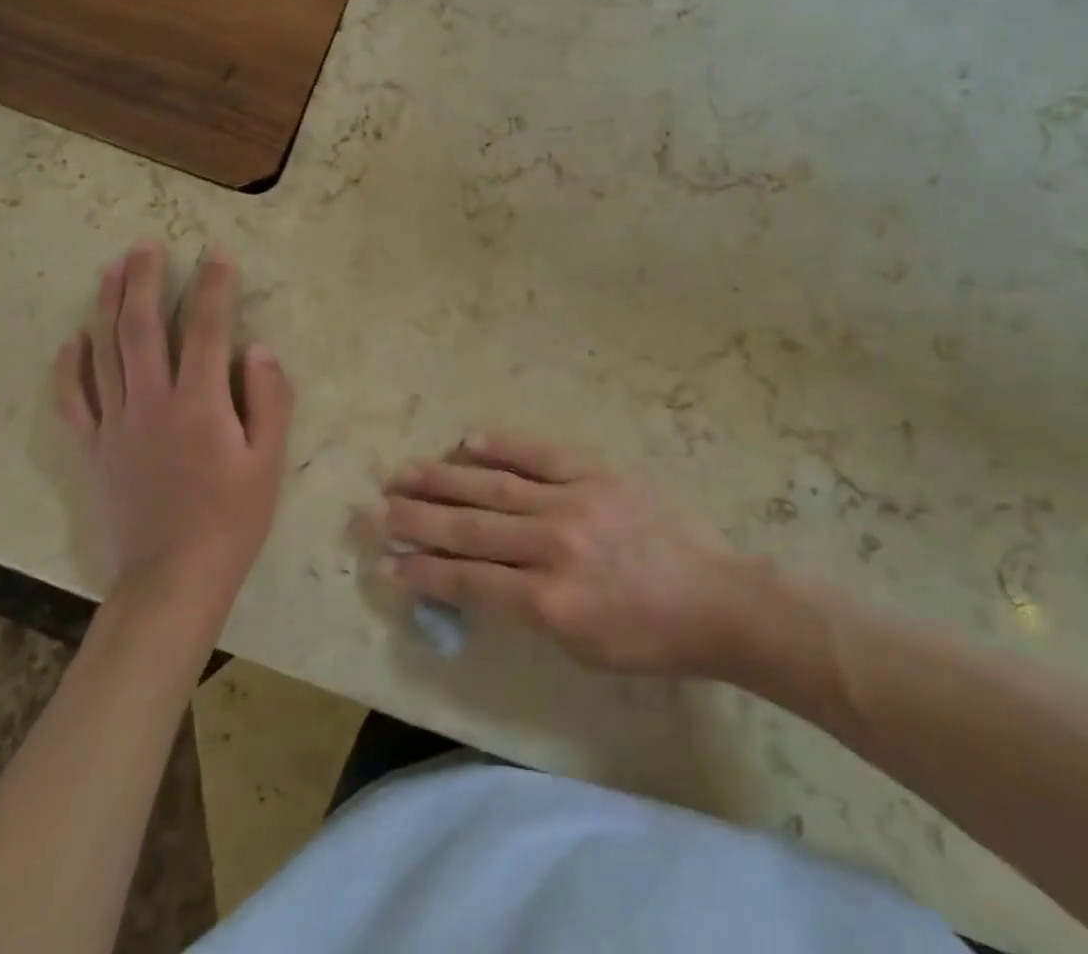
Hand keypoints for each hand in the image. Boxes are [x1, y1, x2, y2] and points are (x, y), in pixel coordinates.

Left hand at [55, 242, 294, 623]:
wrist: (171, 580)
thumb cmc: (232, 520)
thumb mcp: (270, 461)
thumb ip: (269, 399)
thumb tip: (257, 347)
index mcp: (200, 405)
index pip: (208, 328)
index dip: (214, 286)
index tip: (217, 252)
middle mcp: (151, 403)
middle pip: (142, 327)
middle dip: (145, 279)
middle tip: (146, 243)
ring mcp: (115, 425)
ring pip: (104, 351)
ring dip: (108, 304)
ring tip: (113, 267)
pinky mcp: (92, 450)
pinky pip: (72, 400)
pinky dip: (69, 366)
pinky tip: (72, 338)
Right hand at [371, 432, 756, 676]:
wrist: (717, 597)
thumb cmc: (649, 639)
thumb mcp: (581, 649)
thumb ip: (524, 613)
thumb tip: (472, 581)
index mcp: (551, 602)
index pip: (468, 581)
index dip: (420, 572)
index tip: (382, 562)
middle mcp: (554, 545)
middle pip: (469, 528)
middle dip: (414, 519)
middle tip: (370, 509)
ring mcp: (575, 501)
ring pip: (495, 486)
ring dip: (443, 478)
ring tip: (402, 472)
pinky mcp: (598, 472)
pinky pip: (541, 453)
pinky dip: (502, 445)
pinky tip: (468, 439)